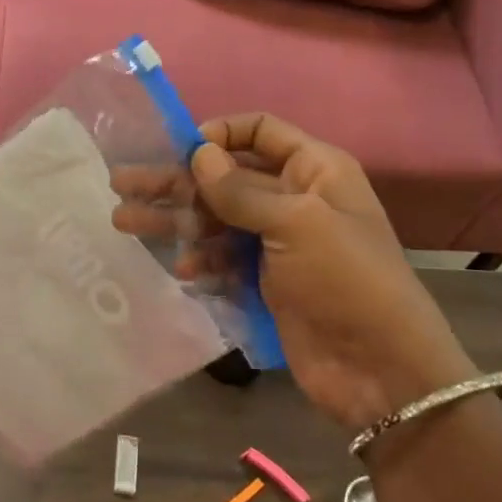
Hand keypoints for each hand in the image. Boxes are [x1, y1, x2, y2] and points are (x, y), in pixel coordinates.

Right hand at [115, 114, 473, 429]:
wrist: (380, 370)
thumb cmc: (345, 280)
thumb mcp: (297, 224)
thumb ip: (240, 190)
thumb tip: (200, 153)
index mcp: (314, 170)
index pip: (259, 131)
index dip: (219, 134)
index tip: (180, 151)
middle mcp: (294, 198)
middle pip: (226, 177)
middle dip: (176, 180)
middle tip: (122, 184)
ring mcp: (278, 242)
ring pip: (216, 218)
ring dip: (175, 220)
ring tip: (124, 222)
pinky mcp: (265, 280)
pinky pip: (223, 257)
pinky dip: (202, 259)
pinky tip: (182, 268)